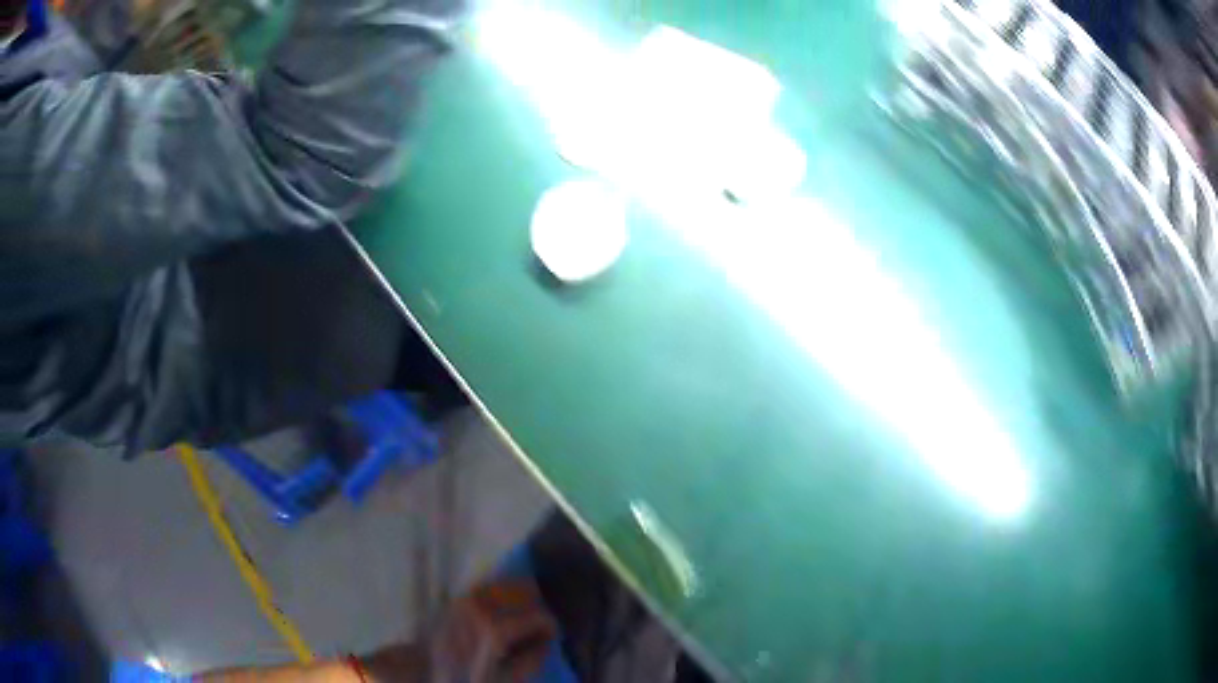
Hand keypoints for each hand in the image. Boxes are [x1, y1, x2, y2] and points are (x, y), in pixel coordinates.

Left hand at [430, 579, 557, 682]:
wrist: (421, 667)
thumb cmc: (465, 676)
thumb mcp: (504, 679)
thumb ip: (531, 660)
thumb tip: (547, 643)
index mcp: (495, 629)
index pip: (539, 616)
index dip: (551, 628)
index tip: (552, 639)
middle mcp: (482, 606)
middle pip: (526, 593)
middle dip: (538, 610)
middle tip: (540, 630)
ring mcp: (469, 597)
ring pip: (508, 585)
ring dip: (523, 599)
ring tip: (524, 620)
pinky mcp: (460, 595)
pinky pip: (492, 586)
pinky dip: (505, 594)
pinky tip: (506, 612)